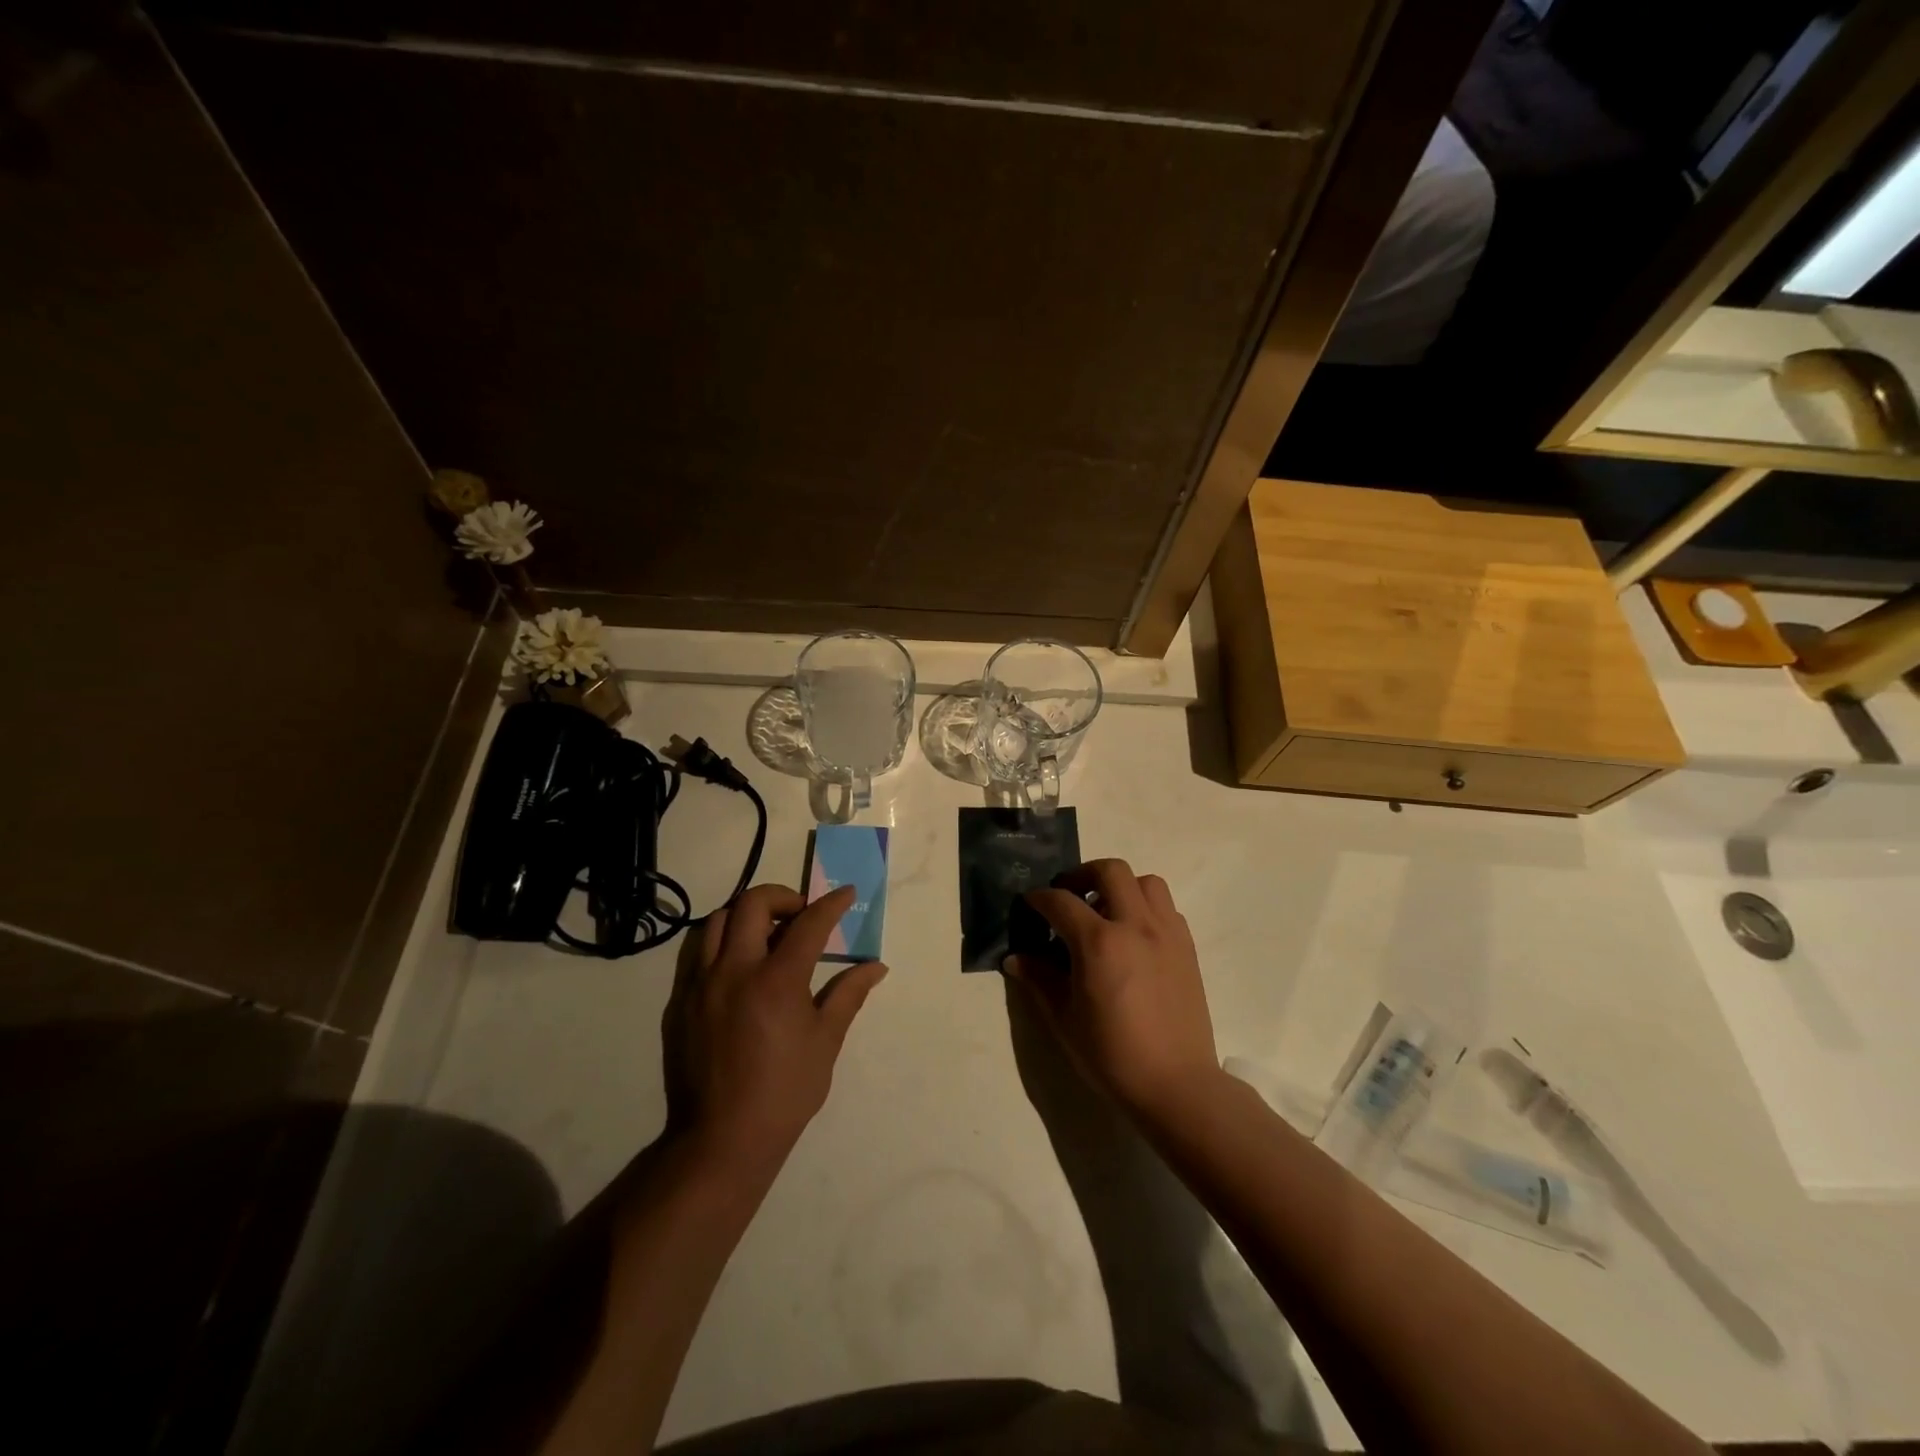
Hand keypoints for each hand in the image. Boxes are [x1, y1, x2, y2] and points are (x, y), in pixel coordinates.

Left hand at [664, 883, 887, 1177]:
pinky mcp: (680, 1002)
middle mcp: (735, 971)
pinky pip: (698, 953)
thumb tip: (876, 966)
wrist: (721, 1138)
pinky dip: (722, 944)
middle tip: (800, 914)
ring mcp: (701, 984)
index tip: (846, 893)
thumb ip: (848, 994)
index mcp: (776, 980)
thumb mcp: (826, 1041)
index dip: (831, 904)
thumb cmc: (785, 1091)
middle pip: (752, 903)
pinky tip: (739, 967)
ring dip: (746, 915)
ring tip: (767, 934)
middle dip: (782, 896)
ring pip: (717, 921)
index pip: (809, 924)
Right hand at [1005, 859, 1221, 1121]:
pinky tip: (1133, 936)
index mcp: (1099, 943)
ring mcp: (1166, 933)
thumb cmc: (1112, 1055)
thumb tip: (1015, 958)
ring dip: (1121, 886)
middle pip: (1110, 871)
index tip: (1030, 904)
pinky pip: (1166, 908)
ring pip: (1146, 882)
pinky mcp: (1187, 947)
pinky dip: (1146, 908)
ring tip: (1106, 911)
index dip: (1039, 898)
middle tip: (1068, 896)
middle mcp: (1135, 926)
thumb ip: (1039, 980)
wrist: (1175, 1084)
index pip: (1061, 902)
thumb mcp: (1064, 1019)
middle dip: (1082, 875)